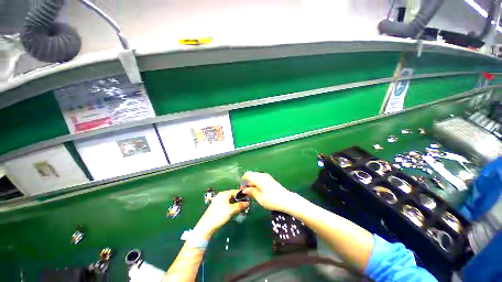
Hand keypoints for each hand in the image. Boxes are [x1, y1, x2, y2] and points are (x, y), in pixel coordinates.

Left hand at [193, 190, 248, 238]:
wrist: (206, 226)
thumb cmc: (219, 215)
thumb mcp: (231, 210)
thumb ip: (240, 205)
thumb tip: (248, 202)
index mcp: (224, 194)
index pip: (236, 191)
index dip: (243, 194)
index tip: (249, 198)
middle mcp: (222, 195)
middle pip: (233, 196)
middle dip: (240, 200)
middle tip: (246, 205)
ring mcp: (219, 201)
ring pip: (231, 200)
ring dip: (236, 204)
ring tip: (242, 209)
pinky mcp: (218, 206)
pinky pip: (228, 204)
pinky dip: (232, 206)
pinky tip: (236, 211)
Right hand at [242, 171, 294, 212]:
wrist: (286, 199)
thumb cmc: (271, 200)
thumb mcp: (259, 198)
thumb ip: (251, 192)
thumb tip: (244, 190)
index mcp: (258, 178)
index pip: (247, 174)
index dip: (243, 180)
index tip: (242, 189)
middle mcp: (262, 175)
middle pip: (251, 175)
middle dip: (247, 182)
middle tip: (247, 192)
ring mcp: (267, 176)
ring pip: (256, 177)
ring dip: (252, 183)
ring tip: (253, 193)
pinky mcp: (270, 179)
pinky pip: (261, 178)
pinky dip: (257, 183)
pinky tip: (259, 191)